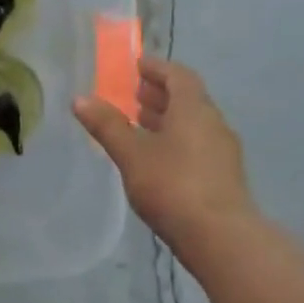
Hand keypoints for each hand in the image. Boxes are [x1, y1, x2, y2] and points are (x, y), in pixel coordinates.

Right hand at [74, 58, 257, 250]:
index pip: (178, 75)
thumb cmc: (172, 185)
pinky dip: (176, 140)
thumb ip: (107, 125)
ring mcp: (222, 151)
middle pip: (187, 98)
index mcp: (193, 109)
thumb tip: (80, 98)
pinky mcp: (223, 176)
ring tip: (139, 125)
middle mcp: (213, 123)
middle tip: (132, 95)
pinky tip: (156, 158)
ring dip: (167, 118)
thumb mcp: (131, 154)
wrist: (220, 237)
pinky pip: (197, 144)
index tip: (135, 65)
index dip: (156, 68)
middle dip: (159, 94)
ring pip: (193, 124)